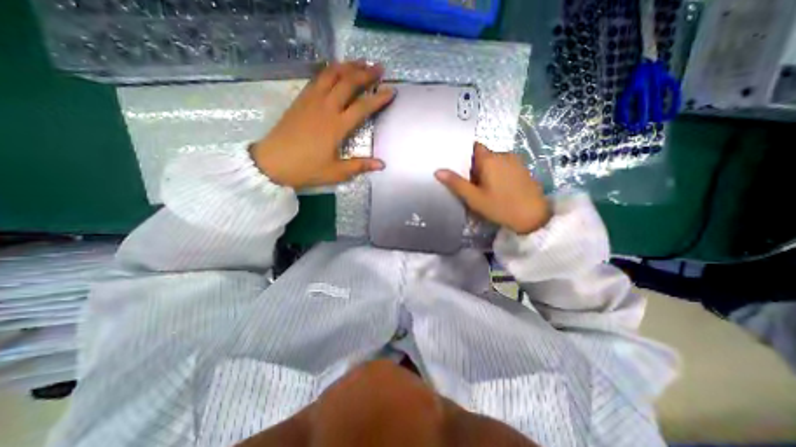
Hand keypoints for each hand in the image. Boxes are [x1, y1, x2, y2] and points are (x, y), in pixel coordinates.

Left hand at [251, 61, 393, 188]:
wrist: (272, 162)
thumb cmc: (306, 169)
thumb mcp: (336, 172)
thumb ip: (360, 166)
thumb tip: (382, 164)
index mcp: (336, 126)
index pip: (363, 107)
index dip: (379, 98)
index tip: (391, 91)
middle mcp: (326, 108)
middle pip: (348, 83)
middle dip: (366, 73)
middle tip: (380, 68)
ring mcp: (311, 101)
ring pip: (331, 74)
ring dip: (348, 66)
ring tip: (361, 62)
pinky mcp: (301, 100)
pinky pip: (317, 78)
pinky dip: (330, 70)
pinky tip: (336, 70)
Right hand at [435, 143, 554, 234]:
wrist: (533, 217)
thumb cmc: (500, 206)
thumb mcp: (474, 198)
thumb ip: (456, 183)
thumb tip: (437, 171)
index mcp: (489, 159)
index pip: (474, 147)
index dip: (467, 156)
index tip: (463, 170)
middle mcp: (503, 154)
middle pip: (484, 155)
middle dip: (476, 167)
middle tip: (472, 185)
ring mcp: (516, 161)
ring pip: (495, 161)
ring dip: (488, 171)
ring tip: (485, 189)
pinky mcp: (523, 169)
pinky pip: (505, 166)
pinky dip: (499, 173)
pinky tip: (499, 189)